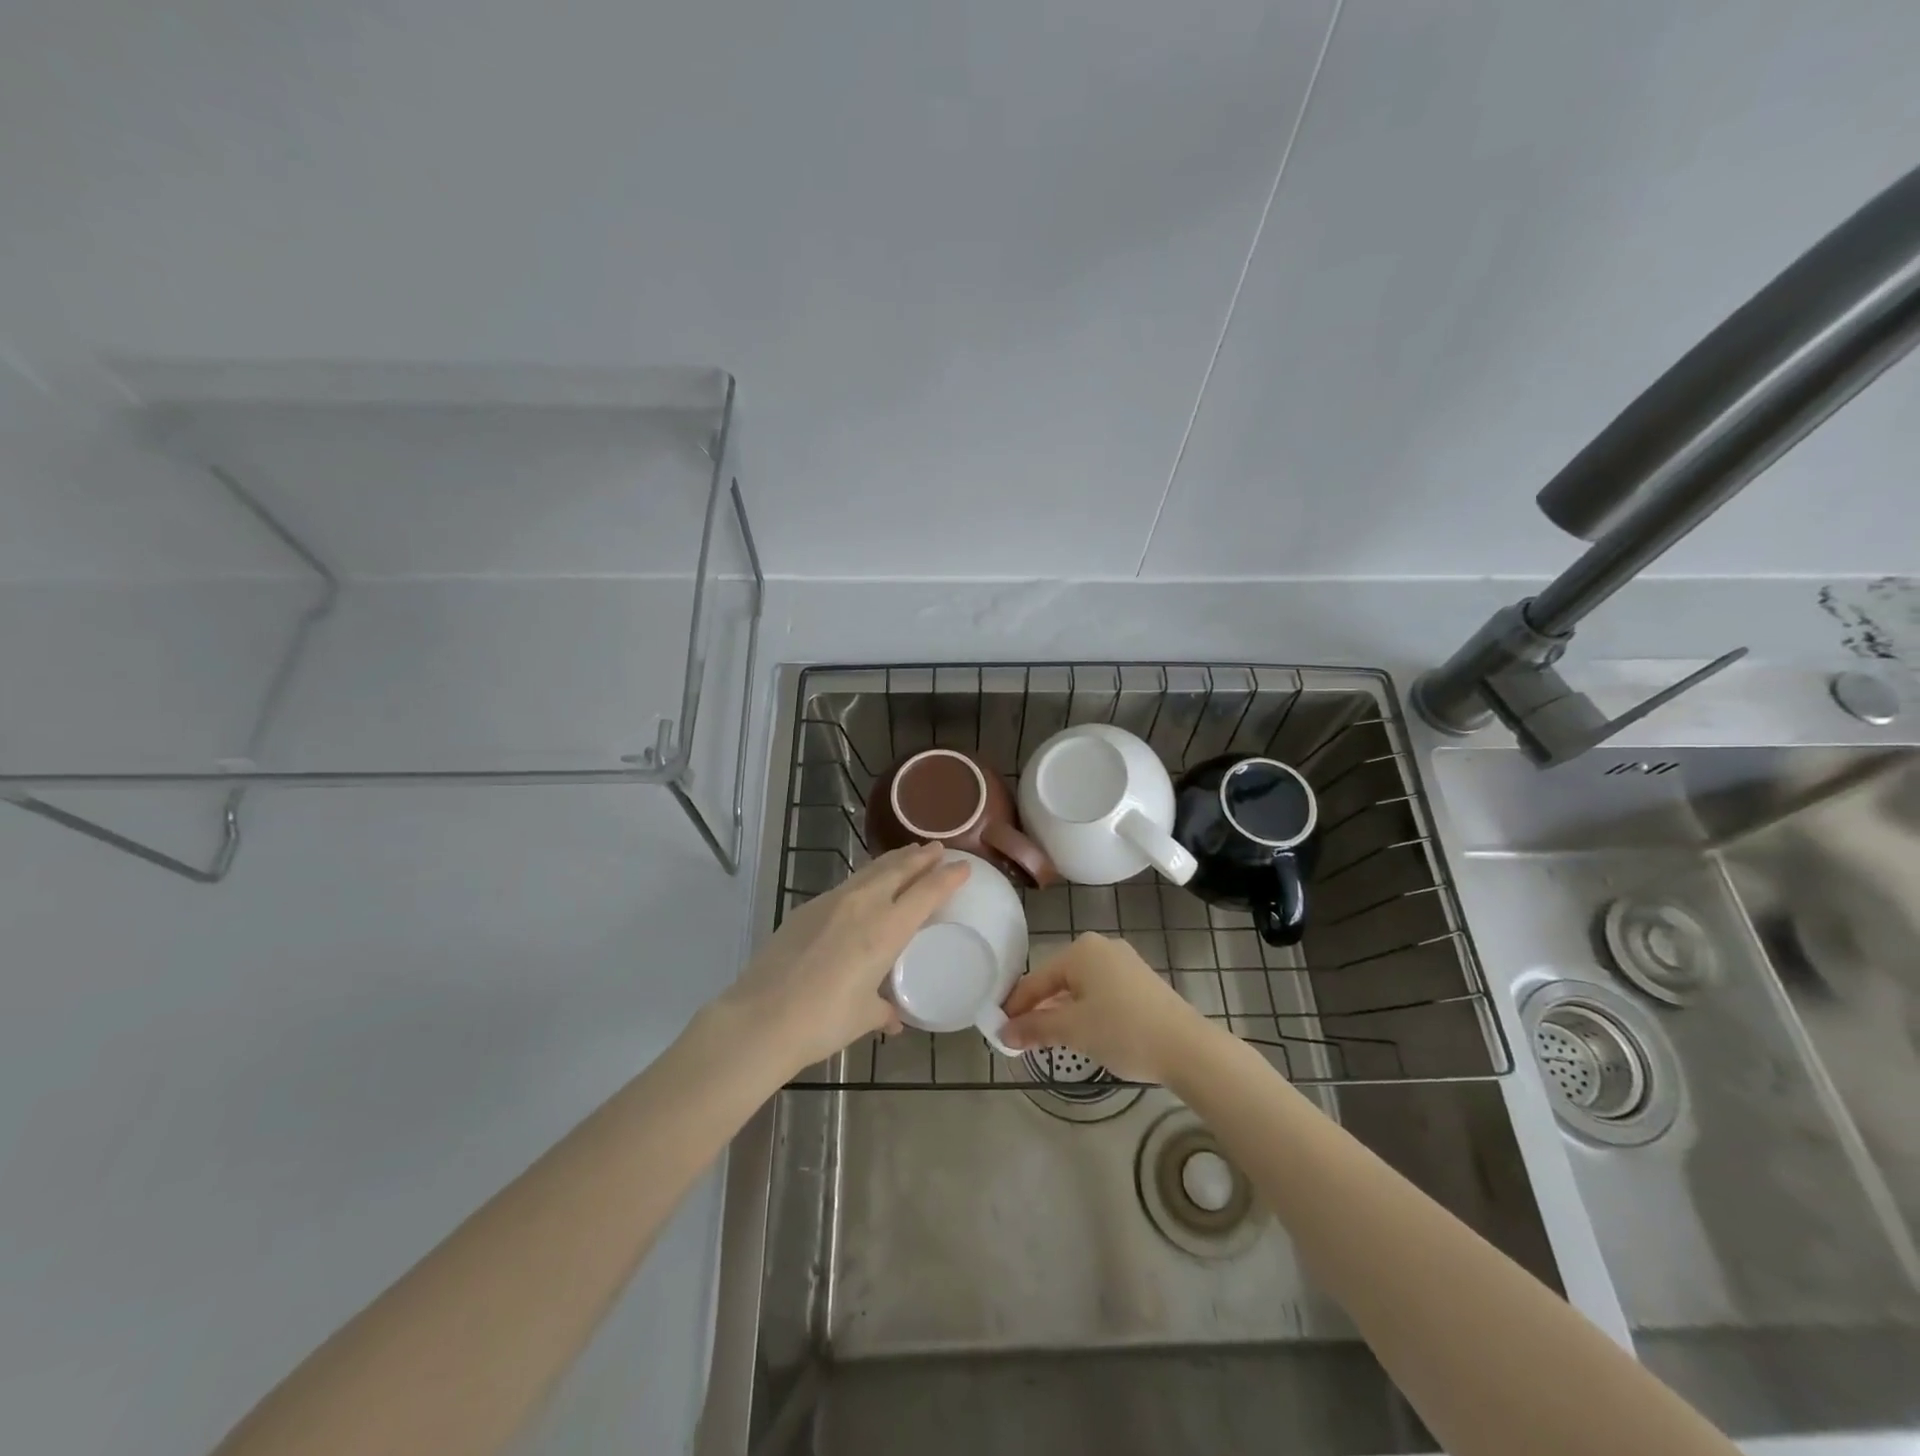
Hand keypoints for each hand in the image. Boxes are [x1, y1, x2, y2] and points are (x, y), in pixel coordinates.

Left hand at [722, 843, 967, 1074]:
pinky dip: (865, 878)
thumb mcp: (863, 1017)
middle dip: (922, 857)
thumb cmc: (823, 1021)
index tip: (963, 865)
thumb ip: (883, 1010)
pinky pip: (847, 884)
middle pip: (899, 870)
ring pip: (871, 871)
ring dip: (893, 861)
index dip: (948, 876)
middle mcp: (864, 905)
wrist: (761, 1018)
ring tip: (907, 854)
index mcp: (887, 929)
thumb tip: (892, 1017)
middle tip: (938, 848)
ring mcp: (831, 902)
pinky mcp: (806, 908)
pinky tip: (864, 885)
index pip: (926, 892)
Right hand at [1000, 932, 1212, 1082]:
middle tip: (1021, 1037)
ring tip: (1048, 1038)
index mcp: (1080, 950)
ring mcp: (1124, 962)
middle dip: (1039, 1008)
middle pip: (1057, 979)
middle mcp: (1101, 947)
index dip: (1016, 1006)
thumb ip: (1034, 1028)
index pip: (1036, 979)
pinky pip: (1100, 991)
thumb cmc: (1123, 1030)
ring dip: (1062, 1011)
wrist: (1186, 1047)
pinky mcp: (1140, 981)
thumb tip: (1003, 1033)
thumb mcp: (1072, 1030)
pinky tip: (1083, 1032)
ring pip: (1079, 987)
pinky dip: (1085, 1010)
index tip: (998, 1029)